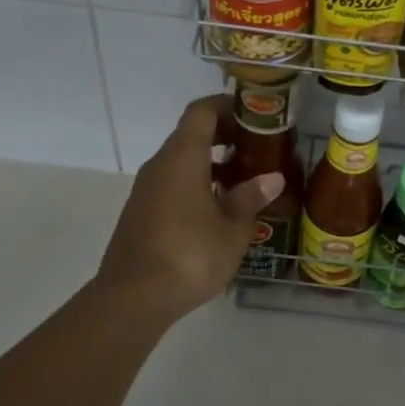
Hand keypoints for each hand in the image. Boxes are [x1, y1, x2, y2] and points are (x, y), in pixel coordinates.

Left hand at [93, 95, 284, 323]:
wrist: (132, 299)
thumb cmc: (189, 255)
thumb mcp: (232, 229)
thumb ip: (250, 198)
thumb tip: (272, 178)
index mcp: (182, 157)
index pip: (202, 112)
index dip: (227, 106)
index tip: (253, 113)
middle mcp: (160, 165)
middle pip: (191, 134)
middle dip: (224, 135)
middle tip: (256, 147)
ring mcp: (146, 190)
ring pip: (181, 161)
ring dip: (211, 163)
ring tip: (244, 180)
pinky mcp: (140, 213)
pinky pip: (172, 184)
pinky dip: (196, 183)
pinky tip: (218, 209)